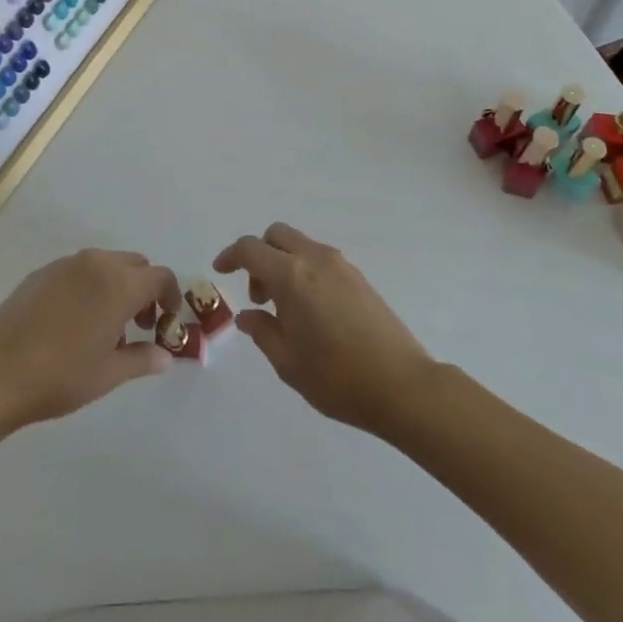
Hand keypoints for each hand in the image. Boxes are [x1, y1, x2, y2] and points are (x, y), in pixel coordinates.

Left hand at [0, 249, 182, 427]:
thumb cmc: (61, 376)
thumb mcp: (108, 374)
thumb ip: (142, 359)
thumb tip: (166, 356)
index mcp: (118, 284)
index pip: (160, 276)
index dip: (170, 296)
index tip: (168, 321)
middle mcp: (96, 263)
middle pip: (135, 264)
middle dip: (144, 289)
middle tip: (139, 325)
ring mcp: (66, 264)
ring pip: (106, 264)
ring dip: (117, 286)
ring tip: (106, 327)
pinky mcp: (42, 272)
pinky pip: (78, 270)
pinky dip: (90, 285)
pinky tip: (74, 321)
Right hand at [214, 223, 433, 433]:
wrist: (402, 386)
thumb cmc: (337, 378)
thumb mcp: (288, 363)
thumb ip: (262, 332)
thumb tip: (248, 316)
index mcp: (291, 276)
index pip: (251, 249)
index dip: (231, 255)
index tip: (220, 270)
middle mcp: (315, 259)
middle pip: (277, 235)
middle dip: (259, 255)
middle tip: (258, 294)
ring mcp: (341, 265)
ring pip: (300, 245)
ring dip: (283, 263)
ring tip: (286, 309)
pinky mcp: (359, 277)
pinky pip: (320, 259)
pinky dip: (305, 271)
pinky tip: (311, 311)